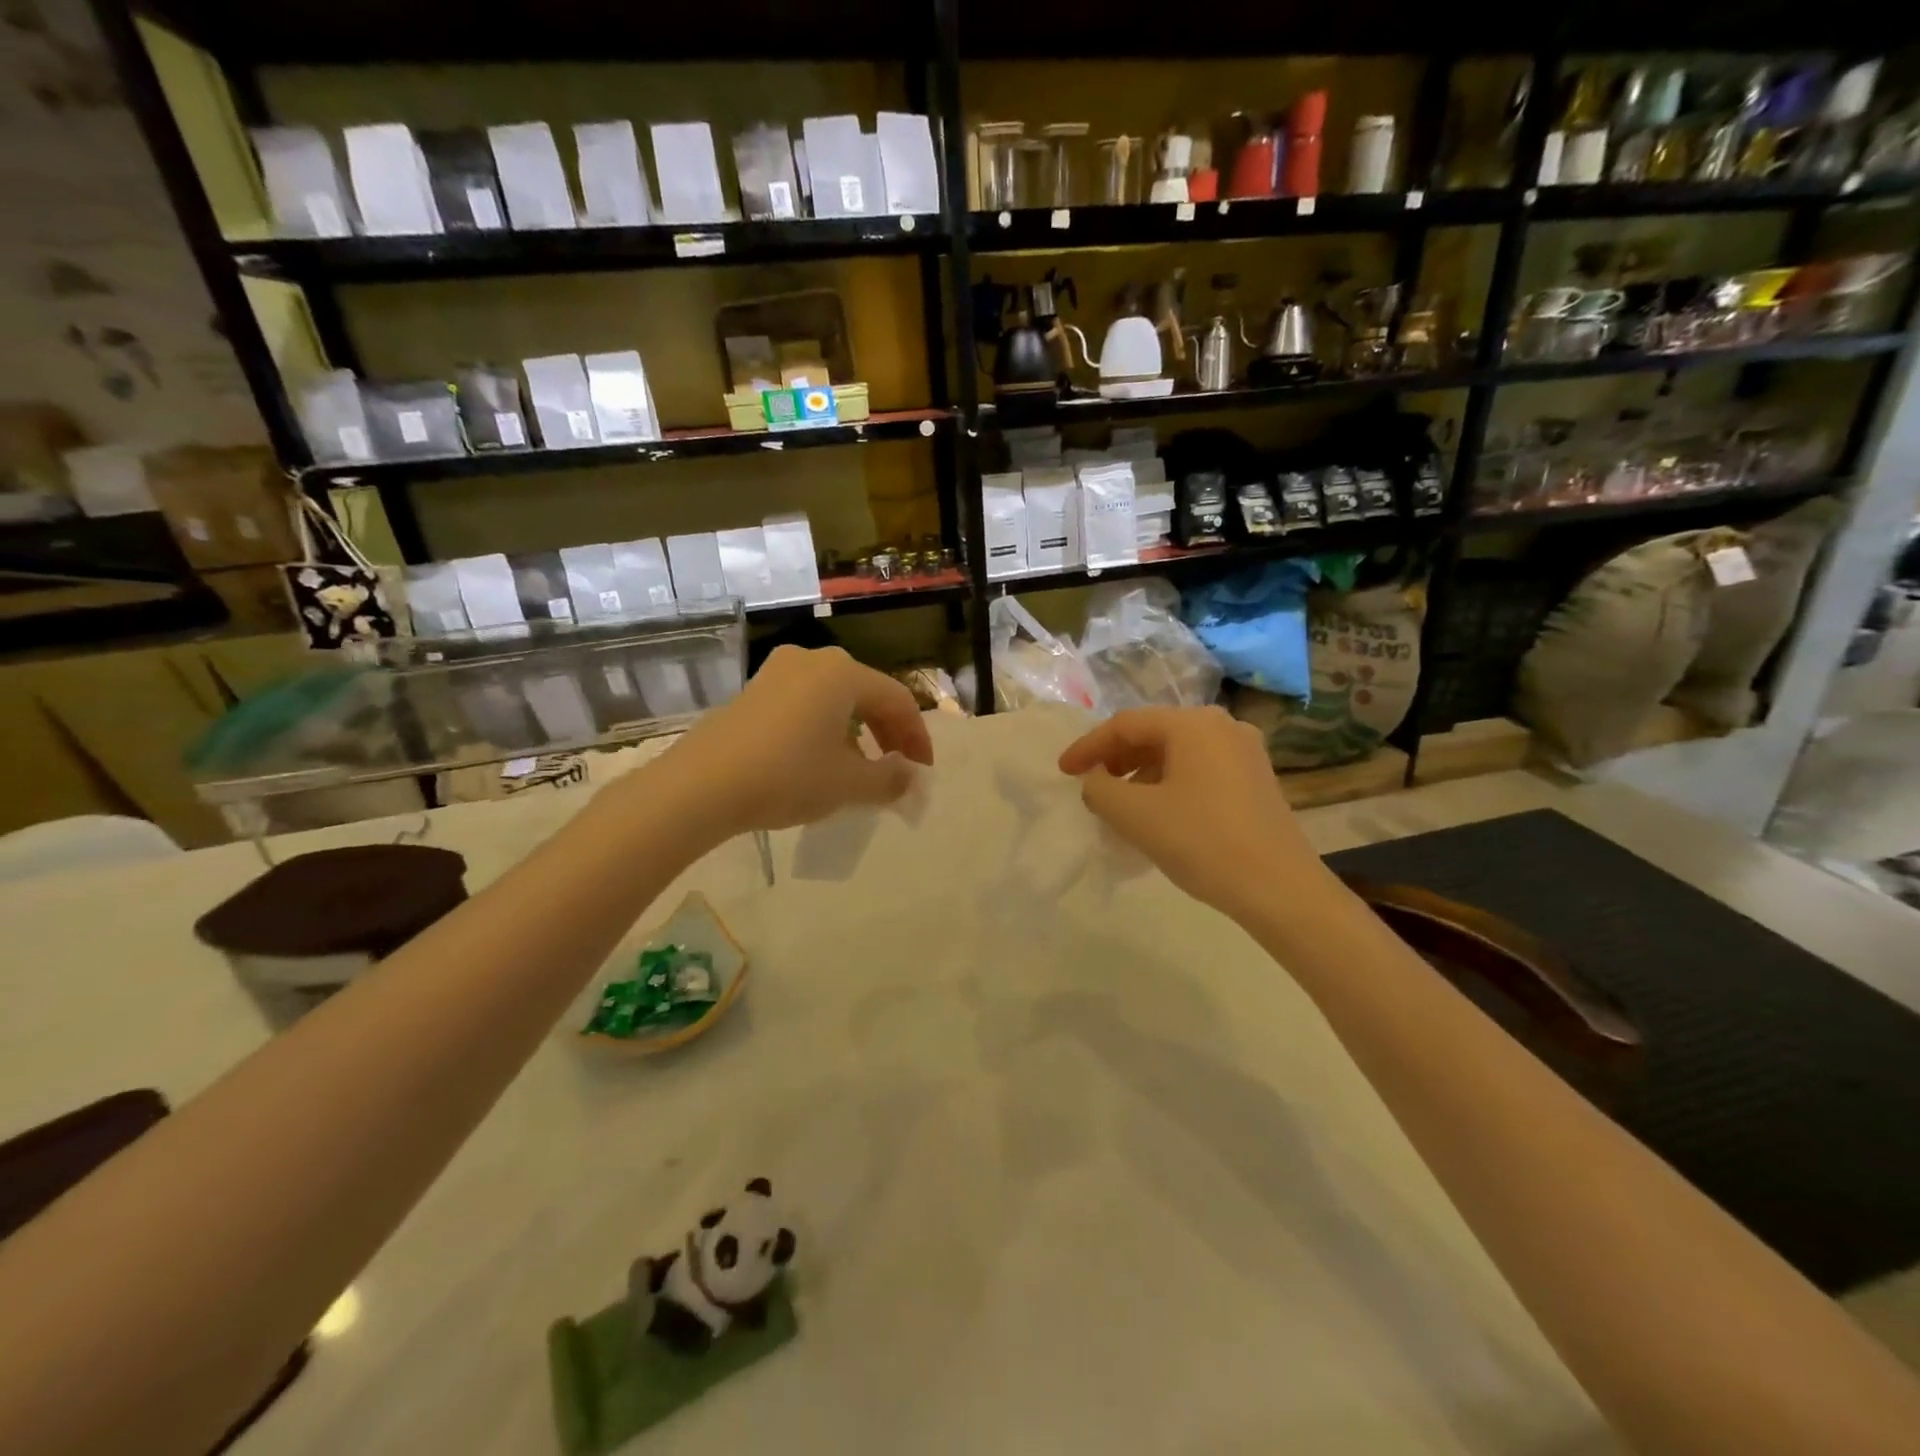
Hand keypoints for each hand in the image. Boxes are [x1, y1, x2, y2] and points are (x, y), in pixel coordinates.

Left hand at [656, 645, 933, 840]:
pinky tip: (820, 759)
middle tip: (897, 768)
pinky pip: (805, 703)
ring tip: (860, 768)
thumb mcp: (848, 785)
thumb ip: (889, 779)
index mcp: (843, 673)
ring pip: (835, 698)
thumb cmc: (786, 777)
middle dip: (888, 732)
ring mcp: (778, 672)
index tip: (922, 772)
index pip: (898, 700)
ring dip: (857, 731)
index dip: (917, 737)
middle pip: (867, 694)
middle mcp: (813, 660)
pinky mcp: (753, 691)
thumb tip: (909, 776)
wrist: (700, 786)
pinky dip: (825, 728)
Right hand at [1058, 706, 1326, 922]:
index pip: (1126, 724)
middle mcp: (1222, 726)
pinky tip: (1158, 812)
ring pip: (1178, 752)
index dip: (1088, 746)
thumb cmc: (1202, 842)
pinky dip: (1170, 783)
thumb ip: (1100, 789)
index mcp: (1193, 724)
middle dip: (1116, 758)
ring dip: (1142, 773)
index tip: (1063, 771)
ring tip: (1120, 804)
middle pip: (1154, 733)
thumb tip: (1095, 781)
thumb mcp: (1135, 815)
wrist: (1279, 889)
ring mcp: (1245, 752)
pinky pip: (1200, 769)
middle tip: (1090, 784)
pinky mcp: (1256, 779)